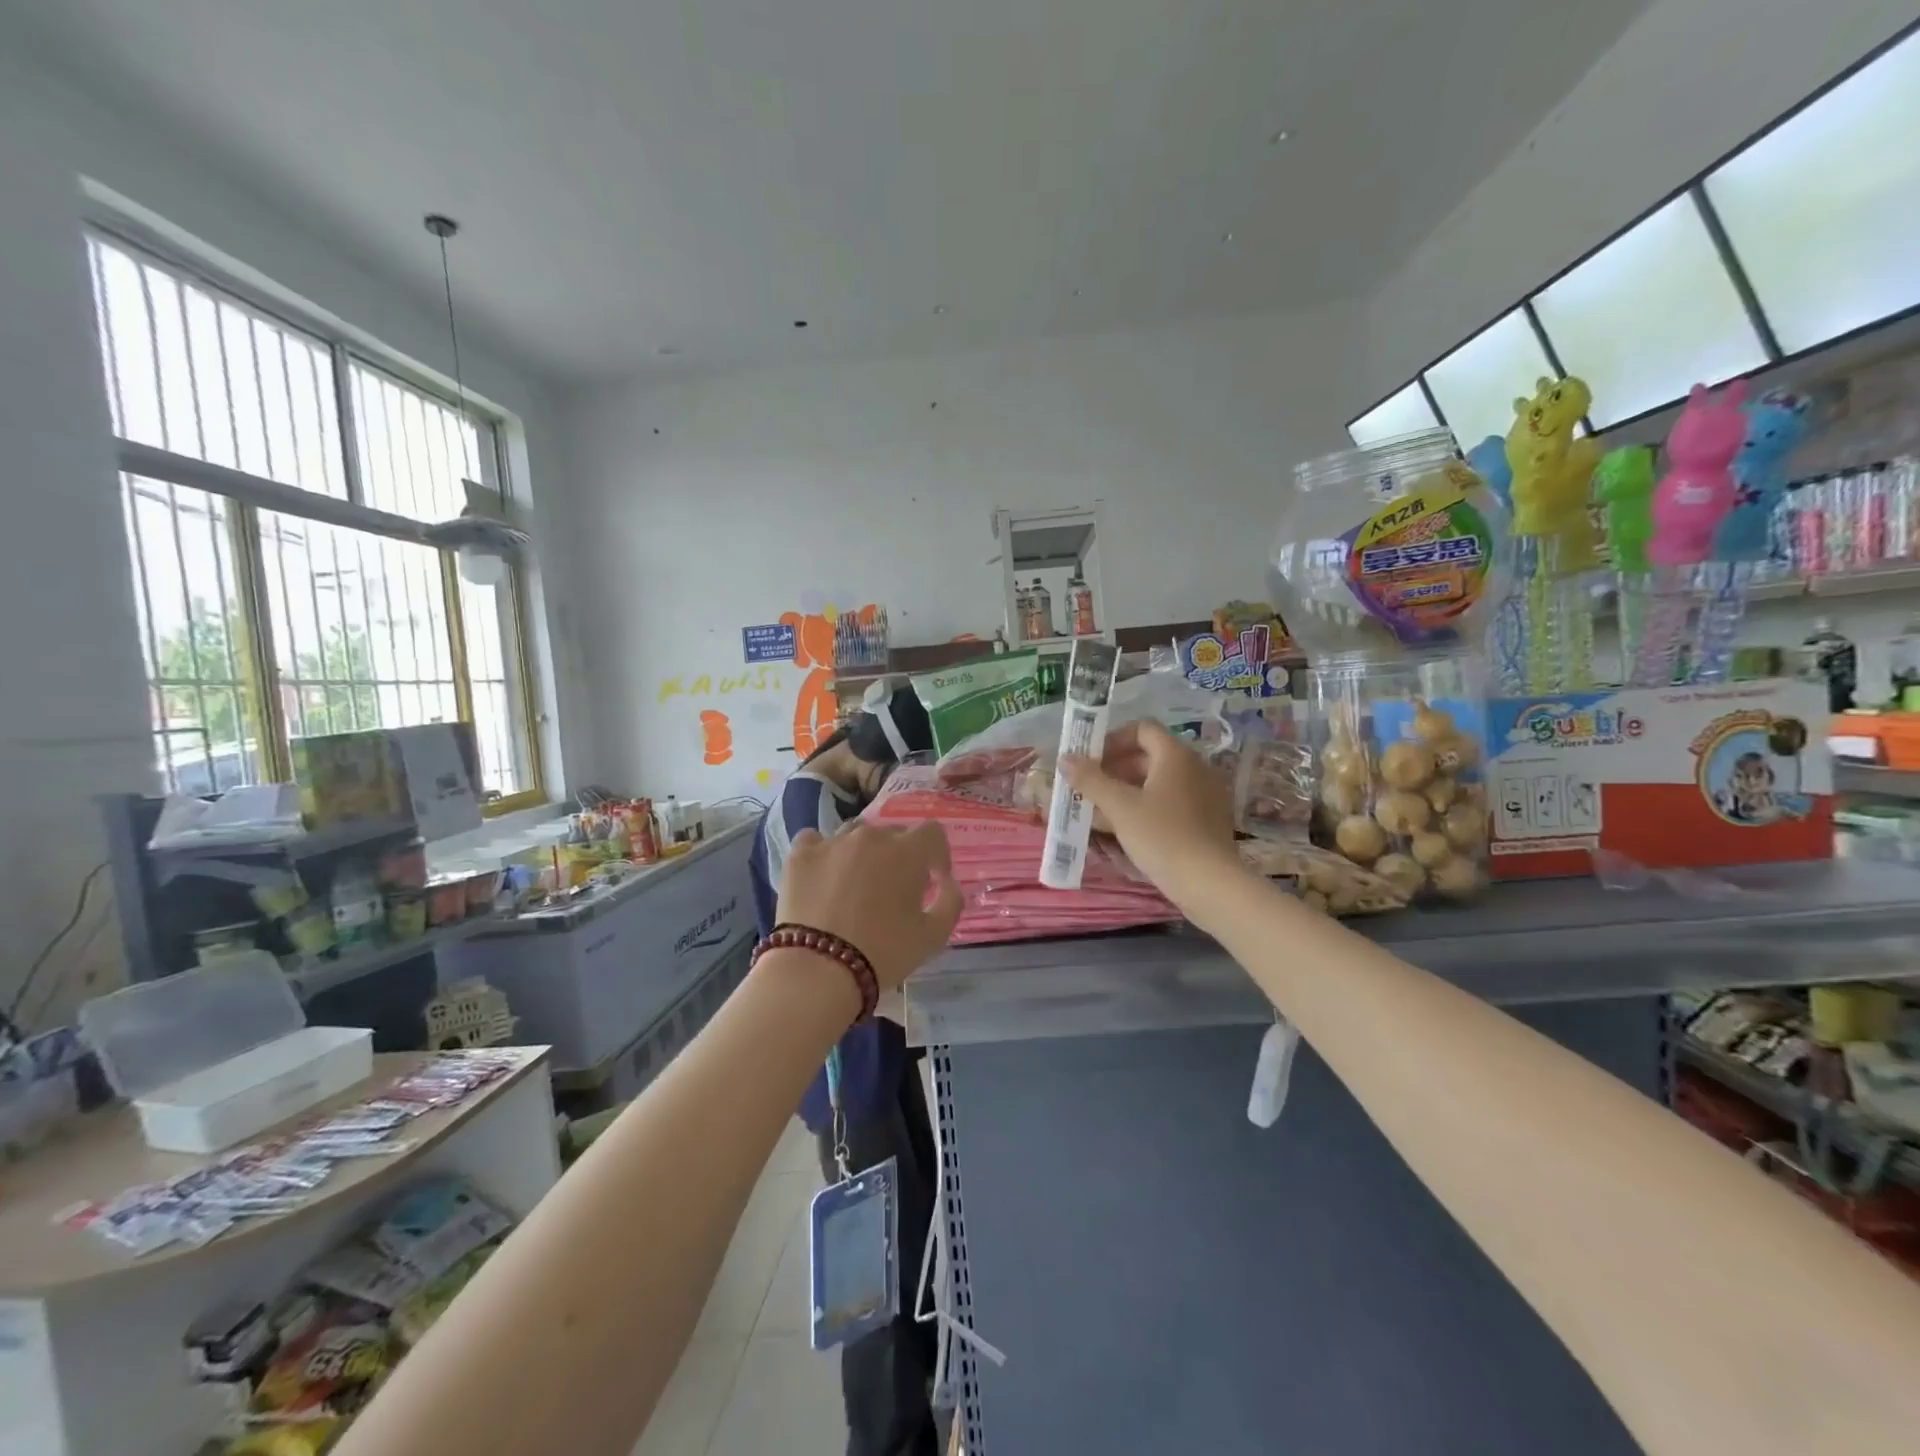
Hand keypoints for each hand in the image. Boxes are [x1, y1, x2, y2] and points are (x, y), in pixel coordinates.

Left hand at [777, 821, 962, 990]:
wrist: (818, 970)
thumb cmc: (884, 953)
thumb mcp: (934, 936)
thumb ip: (951, 901)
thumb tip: (948, 882)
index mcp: (907, 851)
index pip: (932, 832)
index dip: (936, 854)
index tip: (933, 878)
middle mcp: (871, 836)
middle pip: (892, 833)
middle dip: (899, 855)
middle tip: (893, 888)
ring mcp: (832, 841)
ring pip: (854, 833)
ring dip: (862, 851)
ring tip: (856, 882)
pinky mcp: (801, 854)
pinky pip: (816, 840)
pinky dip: (823, 852)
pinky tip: (823, 874)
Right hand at [1062, 720, 1238, 904]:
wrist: (1211, 884)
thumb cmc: (1162, 836)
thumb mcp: (1120, 807)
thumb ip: (1091, 779)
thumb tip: (1065, 758)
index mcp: (1176, 755)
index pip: (1142, 729)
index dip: (1112, 739)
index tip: (1089, 759)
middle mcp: (1194, 767)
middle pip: (1148, 756)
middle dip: (1114, 768)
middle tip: (1087, 787)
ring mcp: (1203, 795)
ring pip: (1157, 782)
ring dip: (1125, 790)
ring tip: (1097, 810)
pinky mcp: (1206, 820)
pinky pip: (1169, 802)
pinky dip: (1144, 807)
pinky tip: (1123, 829)